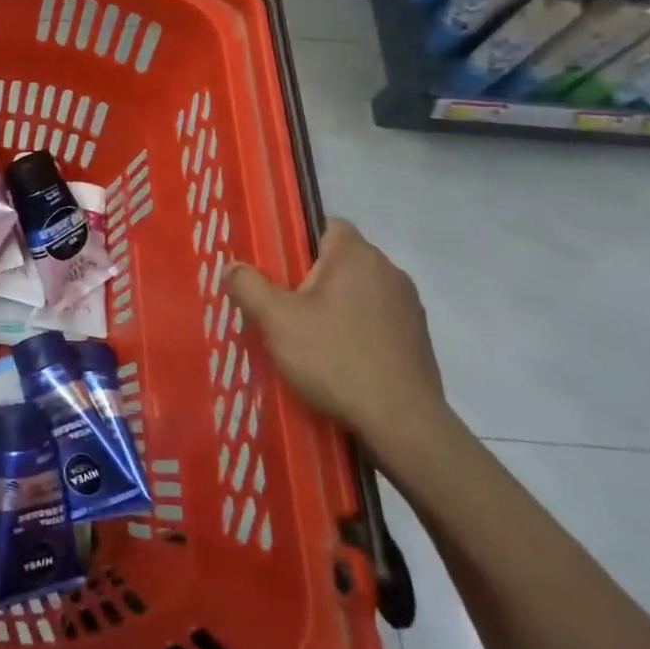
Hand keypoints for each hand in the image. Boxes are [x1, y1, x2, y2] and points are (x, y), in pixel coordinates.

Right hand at [224, 219, 443, 442]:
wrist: (403, 424)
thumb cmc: (336, 359)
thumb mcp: (277, 320)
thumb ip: (248, 286)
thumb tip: (231, 267)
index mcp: (357, 256)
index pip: (326, 224)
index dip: (297, 240)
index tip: (276, 267)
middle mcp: (389, 271)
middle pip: (340, 261)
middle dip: (311, 278)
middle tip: (281, 306)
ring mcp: (409, 307)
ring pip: (359, 292)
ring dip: (335, 306)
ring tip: (307, 337)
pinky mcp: (418, 340)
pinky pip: (376, 321)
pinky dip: (356, 332)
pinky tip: (338, 360)